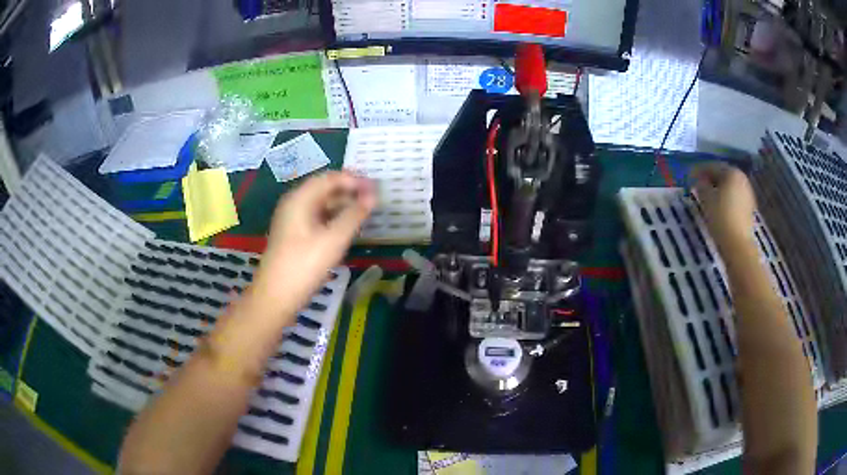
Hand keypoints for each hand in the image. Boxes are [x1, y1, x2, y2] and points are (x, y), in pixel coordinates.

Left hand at [252, 171, 376, 316]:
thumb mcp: (334, 239)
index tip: (376, 188)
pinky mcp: (294, 235)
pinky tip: (347, 228)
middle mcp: (294, 203)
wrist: (276, 297)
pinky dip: (333, 218)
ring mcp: (292, 220)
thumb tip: (373, 195)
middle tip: (374, 200)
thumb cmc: (305, 265)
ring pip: (321, 204)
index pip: (330, 178)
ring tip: (365, 213)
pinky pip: (317, 217)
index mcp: (300, 198)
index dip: (354, 180)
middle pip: (325, 189)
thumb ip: (354, 214)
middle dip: (350, 191)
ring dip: (343, 205)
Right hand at [691, 163, 756, 250]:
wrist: (738, 244)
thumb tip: (699, 180)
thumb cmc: (721, 217)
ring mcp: (747, 193)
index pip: (713, 166)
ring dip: (719, 189)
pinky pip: (735, 197)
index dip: (700, 170)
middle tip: (699, 185)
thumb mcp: (706, 199)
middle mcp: (742, 178)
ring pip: (730, 186)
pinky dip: (726, 198)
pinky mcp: (749, 207)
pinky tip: (719, 206)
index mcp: (731, 172)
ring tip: (708, 196)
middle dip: (711, 179)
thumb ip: (701, 186)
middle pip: (723, 175)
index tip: (690, 176)